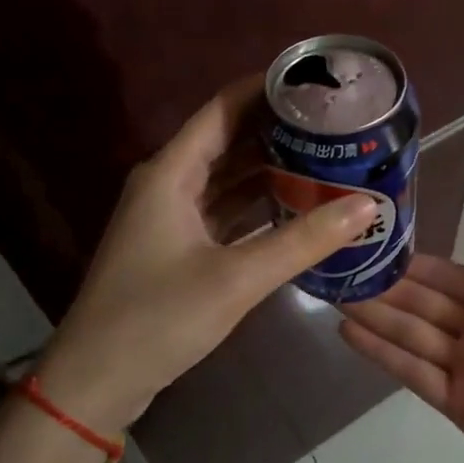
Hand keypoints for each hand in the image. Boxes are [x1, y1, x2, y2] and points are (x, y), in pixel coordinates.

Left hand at [34, 76, 377, 434]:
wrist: (96, 382)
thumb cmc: (158, 318)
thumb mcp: (237, 278)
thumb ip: (304, 240)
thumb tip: (367, 205)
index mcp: (171, 173)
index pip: (223, 109)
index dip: (265, 89)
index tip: (314, 81)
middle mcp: (168, 184)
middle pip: (227, 140)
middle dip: (277, 129)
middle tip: (334, 122)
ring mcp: (170, 217)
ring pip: (226, 177)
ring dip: (269, 168)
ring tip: (325, 156)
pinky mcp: (177, 248)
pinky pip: (224, 211)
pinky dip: (257, 205)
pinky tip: (295, 205)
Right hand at [339, 226, 463, 462]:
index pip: (451, 277)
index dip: (416, 266)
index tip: (376, 248)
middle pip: (424, 304)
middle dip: (385, 289)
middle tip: (339, 271)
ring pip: (411, 335)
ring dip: (374, 317)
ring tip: (334, 297)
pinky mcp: (459, 405)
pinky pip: (415, 374)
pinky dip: (383, 354)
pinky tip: (351, 334)